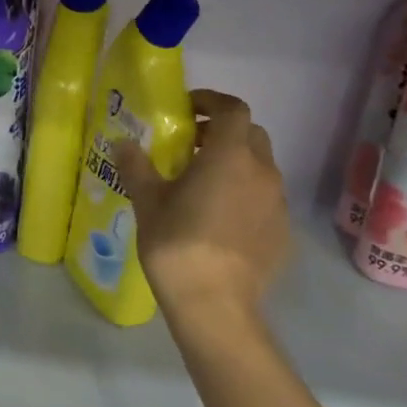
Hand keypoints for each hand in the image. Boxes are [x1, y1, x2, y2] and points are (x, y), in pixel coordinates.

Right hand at [115, 90, 291, 337]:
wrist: (216, 305)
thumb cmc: (177, 244)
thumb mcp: (147, 201)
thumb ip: (136, 166)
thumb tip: (123, 143)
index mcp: (230, 155)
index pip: (232, 109)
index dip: (211, 101)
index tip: (187, 110)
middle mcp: (262, 172)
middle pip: (251, 134)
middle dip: (223, 132)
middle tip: (193, 146)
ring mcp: (278, 203)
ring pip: (261, 168)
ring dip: (236, 164)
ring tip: (204, 185)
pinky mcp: (283, 232)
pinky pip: (266, 199)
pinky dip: (246, 195)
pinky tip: (220, 219)